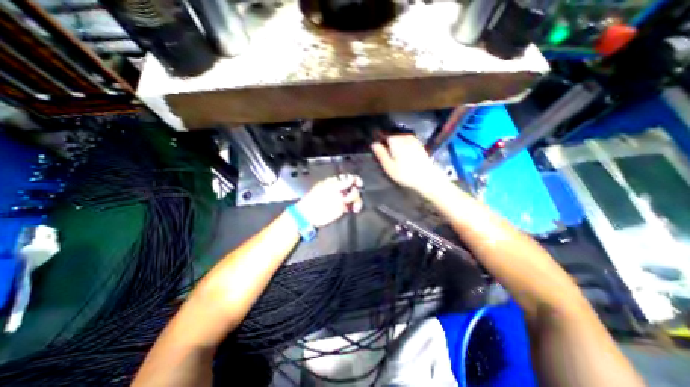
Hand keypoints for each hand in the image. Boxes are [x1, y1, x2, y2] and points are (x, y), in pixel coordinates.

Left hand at [293, 174, 363, 227]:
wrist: (310, 216)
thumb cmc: (317, 201)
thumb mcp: (330, 190)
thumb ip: (342, 184)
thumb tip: (352, 178)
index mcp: (335, 182)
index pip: (348, 178)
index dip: (355, 180)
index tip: (359, 185)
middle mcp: (339, 190)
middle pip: (353, 187)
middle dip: (355, 193)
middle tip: (349, 199)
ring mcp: (341, 199)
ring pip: (354, 197)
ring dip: (357, 201)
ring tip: (354, 207)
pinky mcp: (342, 208)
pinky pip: (352, 205)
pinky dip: (355, 207)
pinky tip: (354, 209)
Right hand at [372, 134, 447, 197]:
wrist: (427, 178)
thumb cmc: (405, 174)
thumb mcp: (389, 167)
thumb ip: (381, 154)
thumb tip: (373, 144)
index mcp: (396, 141)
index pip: (384, 137)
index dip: (381, 143)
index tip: (380, 152)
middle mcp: (404, 137)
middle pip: (393, 137)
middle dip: (389, 144)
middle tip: (388, 157)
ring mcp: (413, 140)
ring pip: (400, 139)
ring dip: (397, 145)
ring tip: (396, 157)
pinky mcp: (419, 145)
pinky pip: (408, 141)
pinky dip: (404, 146)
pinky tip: (405, 155)